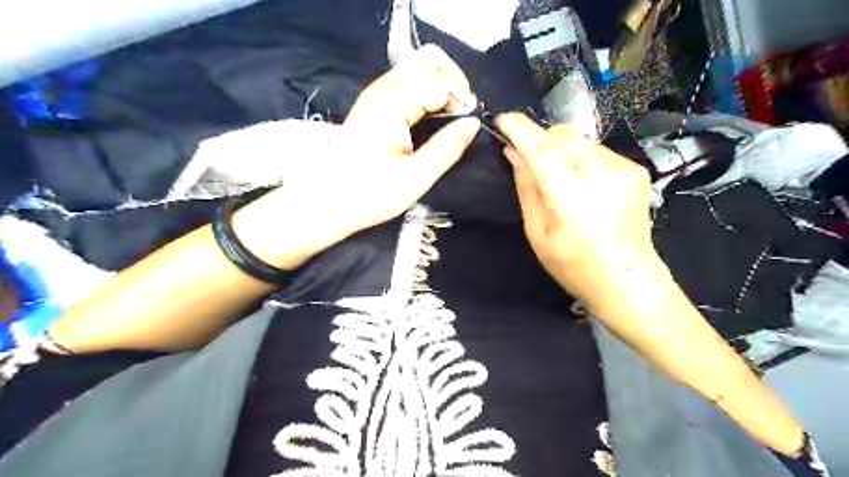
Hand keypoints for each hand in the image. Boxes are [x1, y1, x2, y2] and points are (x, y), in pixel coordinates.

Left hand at [235, 44, 479, 267]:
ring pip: (417, 67)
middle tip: (464, 112)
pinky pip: (407, 82)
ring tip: (452, 115)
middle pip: (427, 59)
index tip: (471, 124)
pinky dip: (426, 91)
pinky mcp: (373, 104)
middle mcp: (383, 88)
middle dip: (454, 79)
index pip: (441, 82)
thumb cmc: (371, 193)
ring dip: (440, 84)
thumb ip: (448, 147)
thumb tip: (473, 124)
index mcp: (393, 103)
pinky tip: (432, 116)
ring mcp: (375, 94)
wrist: (328, 201)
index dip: (463, 99)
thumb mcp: (416, 176)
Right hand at [498, 112, 654, 300]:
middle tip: (531, 163)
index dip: (520, 129)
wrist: (628, 280)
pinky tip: (582, 185)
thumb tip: (514, 153)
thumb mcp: (538, 232)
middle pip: (563, 134)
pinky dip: (580, 159)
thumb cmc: (575, 265)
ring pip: (580, 139)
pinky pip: (597, 150)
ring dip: (561, 150)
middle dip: (541, 140)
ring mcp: (625, 170)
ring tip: (560, 180)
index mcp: (572, 198)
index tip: (503, 120)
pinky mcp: (636, 170)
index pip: (543, 149)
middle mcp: (603, 176)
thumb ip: (526, 187)